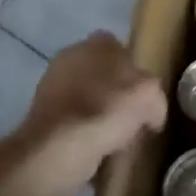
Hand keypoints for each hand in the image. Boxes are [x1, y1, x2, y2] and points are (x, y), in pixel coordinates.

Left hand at [8, 32, 165, 195]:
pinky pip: (74, 124)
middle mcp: (70, 57)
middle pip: (103, 75)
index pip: (122, 49)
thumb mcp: (150, 95)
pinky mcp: (41, 118)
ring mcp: (51, 87)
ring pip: (88, 101)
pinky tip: (98, 152)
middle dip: (117, 95)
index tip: (146, 96)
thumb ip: (155, 96)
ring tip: (118, 141)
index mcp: (98, 43)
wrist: (60, 147)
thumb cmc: (109, 108)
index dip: (137, 73)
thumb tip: (152, 113)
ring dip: (102, 117)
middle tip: (134, 119)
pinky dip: (85, 136)